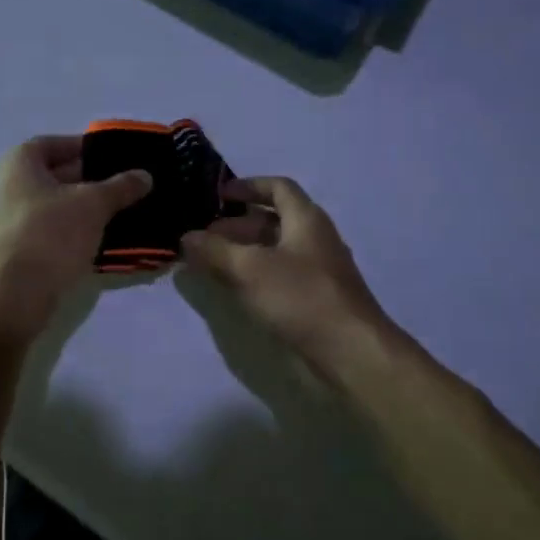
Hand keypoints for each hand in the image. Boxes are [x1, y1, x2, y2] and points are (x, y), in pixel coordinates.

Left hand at [0, 136, 152, 339]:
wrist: (18, 295)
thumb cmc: (52, 233)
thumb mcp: (94, 204)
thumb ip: (121, 186)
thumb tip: (145, 175)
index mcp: (20, 162)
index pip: (57, 143)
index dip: (87, 147)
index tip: (116, 158)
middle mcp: (10, 185)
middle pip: (58, 173)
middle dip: (93, 178)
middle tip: (128, 185)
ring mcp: (13, 218)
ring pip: (59, 204)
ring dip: (88, 206)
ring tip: (125, 210)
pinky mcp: (21, 247)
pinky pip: (55, 228)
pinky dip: (78, 229)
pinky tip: (107, 236)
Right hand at [180, 177, 398, 384]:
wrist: (352, 353)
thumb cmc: (302, 297)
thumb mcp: (250, 269)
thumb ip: (215, 251)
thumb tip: (187, 237)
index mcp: (306, 219)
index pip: (278, 187)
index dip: (248, 186)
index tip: (219, 195)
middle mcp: (315, 238)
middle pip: (274, 219)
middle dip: (237, 224)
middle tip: (205, 237)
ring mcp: (318, 270)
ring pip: (275, 250)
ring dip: (243, 251)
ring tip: (211, 263)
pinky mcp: (316, 299)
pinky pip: (280, 275)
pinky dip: (255, 274)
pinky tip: (235, 289)